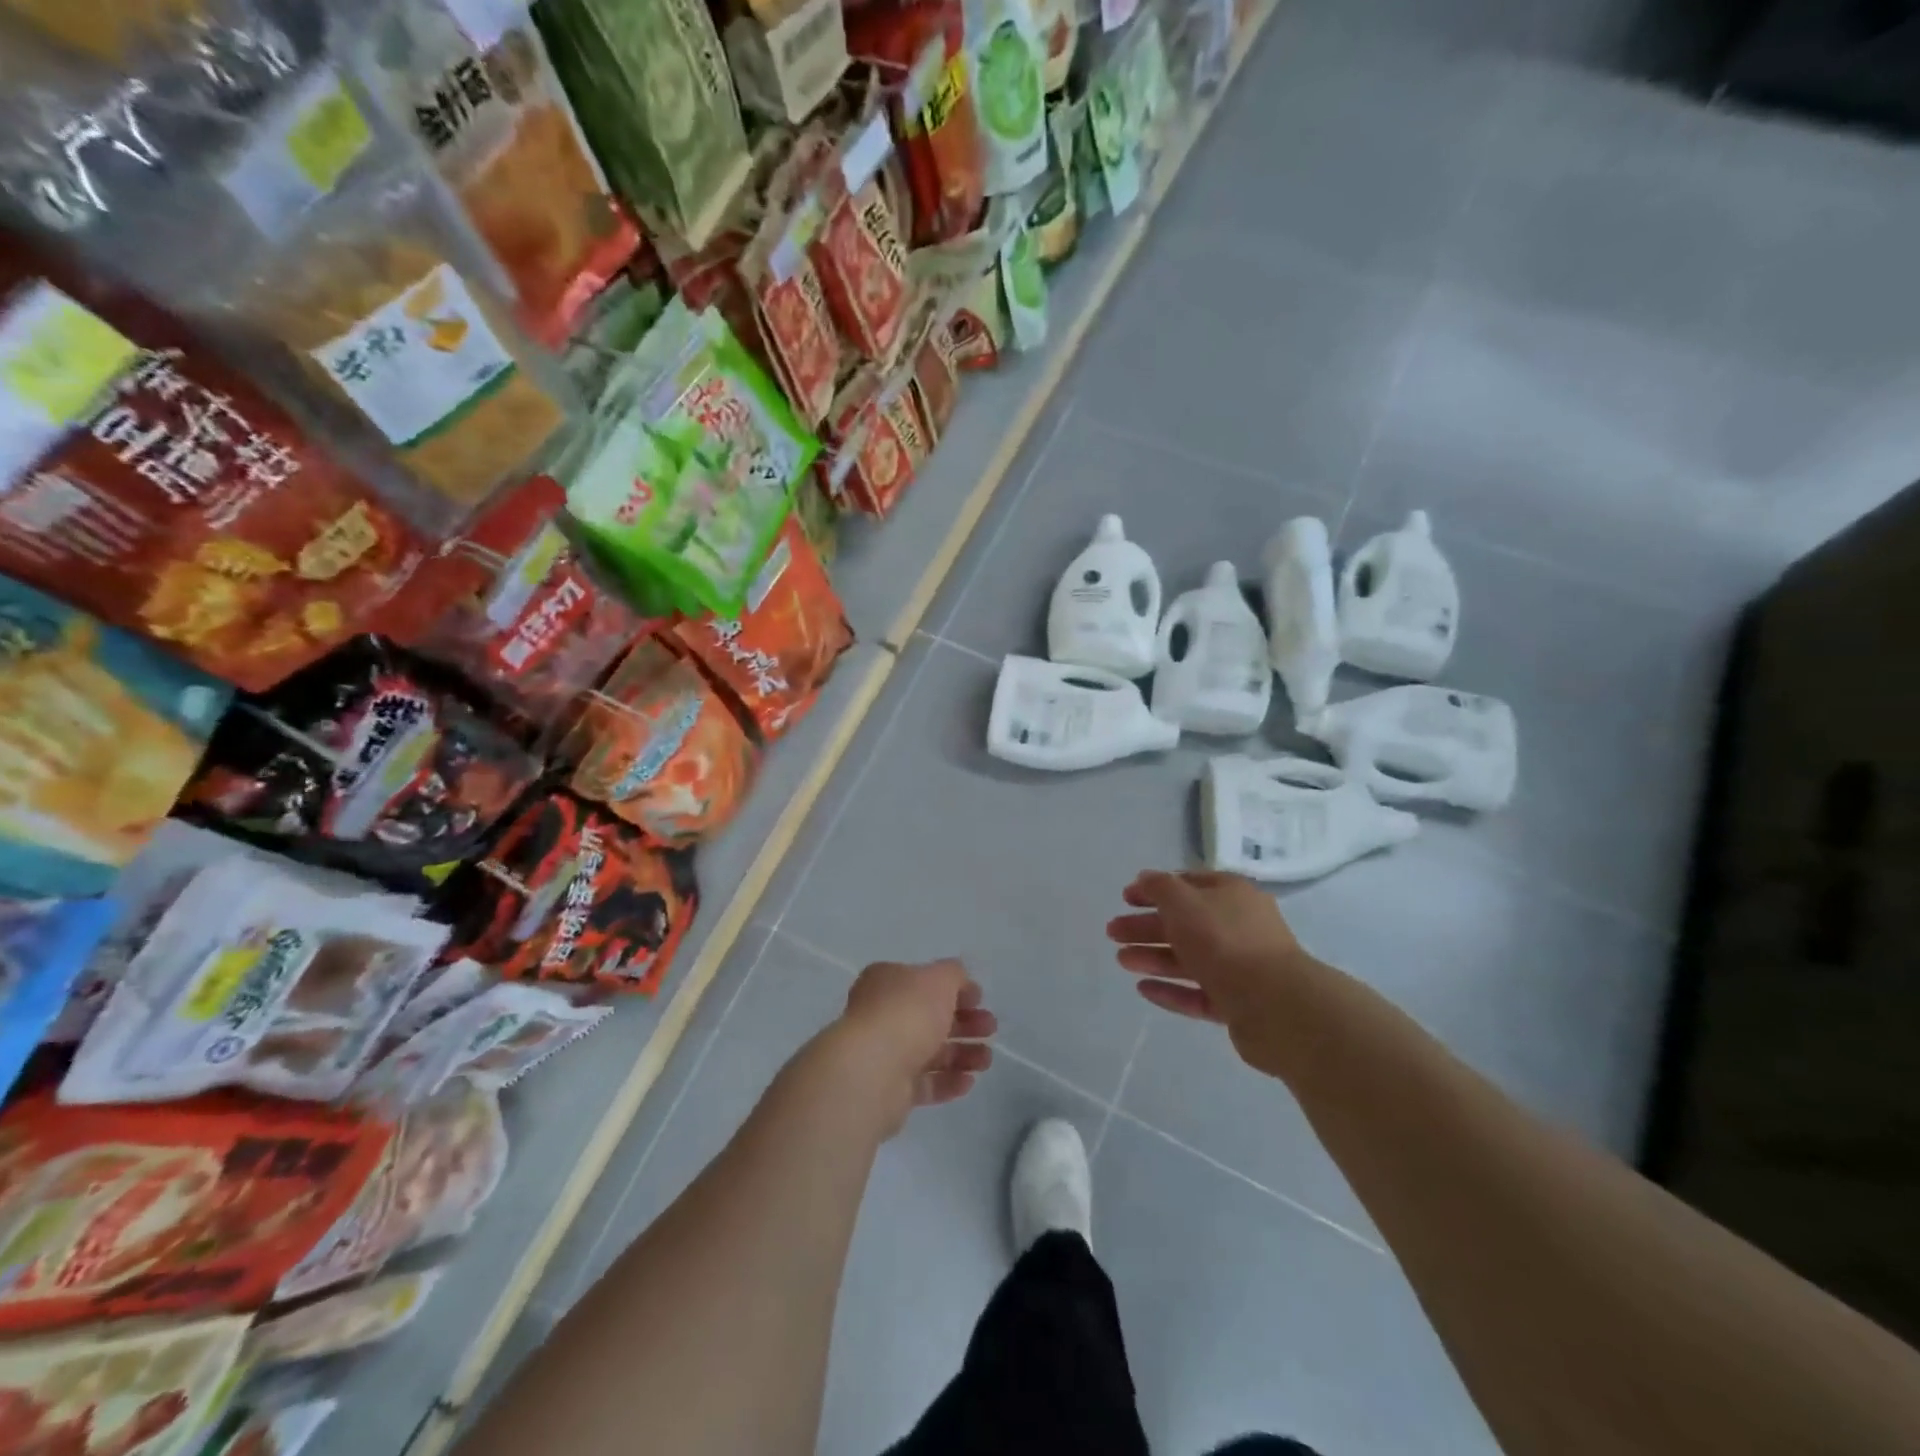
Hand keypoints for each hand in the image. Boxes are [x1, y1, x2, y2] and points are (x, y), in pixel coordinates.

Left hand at [831, 959, 996, 1133]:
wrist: (873, 1071)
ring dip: (962, 1054)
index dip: (955, 989)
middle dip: (964, 1023)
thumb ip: (954, 974)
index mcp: (887, 982)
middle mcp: (882, 1015)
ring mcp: (885, 1054)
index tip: (981, 1000)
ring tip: (986, 1060)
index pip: (924, 982)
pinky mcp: (890, 1091)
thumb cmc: (907, 1013)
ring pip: (930, 1052)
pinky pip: (925, 1083)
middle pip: (930, 1018)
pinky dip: (948, 1081)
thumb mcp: (938, 979)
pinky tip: (969, 1081)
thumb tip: (961, 982)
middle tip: (990, 1029)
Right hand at [1107, 870, 1321, 1077]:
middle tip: (1113, 932)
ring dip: (1154, 956)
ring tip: (1121, 961)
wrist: (1276, 1005)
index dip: (1154, 889)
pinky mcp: (1239, 1003)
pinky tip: (1143, 989)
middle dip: (1146, 926)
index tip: (1125, 898)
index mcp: (1231, 895)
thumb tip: (1145, 878)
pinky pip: (1198, 992)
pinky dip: (1171, 989)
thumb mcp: (1183, 902)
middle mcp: (1238, 926)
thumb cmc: (1224, 941)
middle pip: (1185, 923)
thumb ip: (1159, 887)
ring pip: (1189, 958)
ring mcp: (1241, 967)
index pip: (1187, 884)